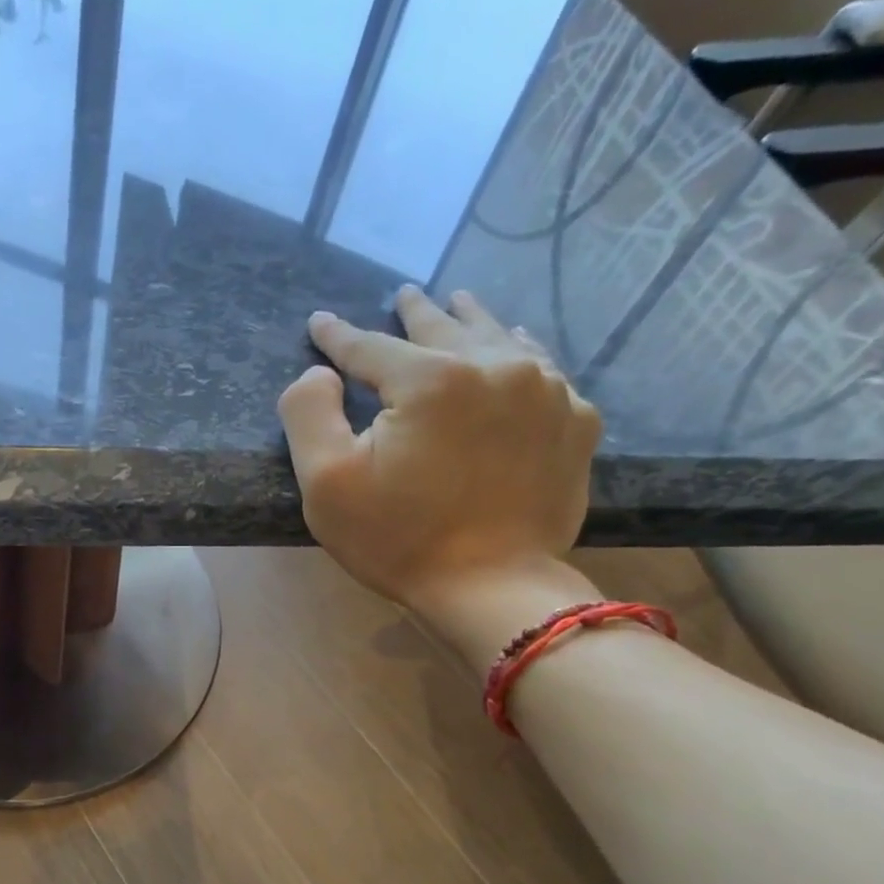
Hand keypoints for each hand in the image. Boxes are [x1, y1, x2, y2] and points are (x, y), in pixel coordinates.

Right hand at [278, 285, 600, 620]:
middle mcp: (495, 367)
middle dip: (416, 312)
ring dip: (473, 321)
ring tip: (460, 303)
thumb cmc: (397, 539)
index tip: (321, 321)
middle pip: (444, 329)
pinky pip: (545, 370)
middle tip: (404, 294)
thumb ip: (309, 413)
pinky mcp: (575, 423)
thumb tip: (319, 372)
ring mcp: (546, 392)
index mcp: (431, 380)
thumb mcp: (326, 482)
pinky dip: (521, 354)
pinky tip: (518, 350)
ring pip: (501, 339)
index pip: (371, 347)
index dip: (339, 335)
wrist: (490, 589)